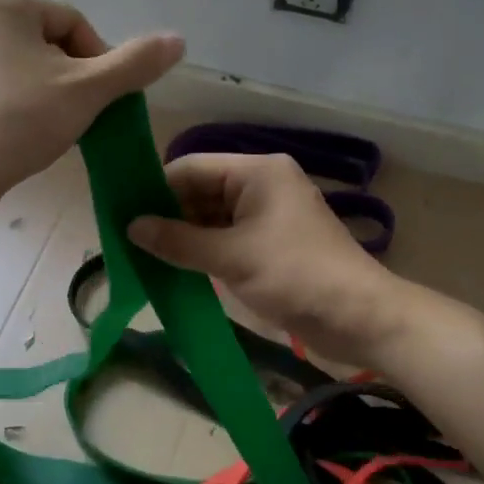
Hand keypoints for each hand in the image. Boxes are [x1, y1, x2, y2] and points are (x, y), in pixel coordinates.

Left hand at [0, 0, 183, 214]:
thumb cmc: (20, 122)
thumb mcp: (88, 90)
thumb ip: (135, 63)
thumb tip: (178, 40)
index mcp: (0, 2)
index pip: (73, 24)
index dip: (97, 63)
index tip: (99, 101)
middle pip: (45, 42)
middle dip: (69, 77)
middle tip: (76, 116)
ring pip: (19, 63)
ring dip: (43, 90)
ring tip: (47, 128)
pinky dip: (11, 101)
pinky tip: (16, 132)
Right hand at [128, 152, 404, 364]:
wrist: (360, 317)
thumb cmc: (296, 275)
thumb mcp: (231, 257)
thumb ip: (178, 241)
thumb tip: (131, 227)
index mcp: (257, 172)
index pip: (193, 167)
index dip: (157, 187)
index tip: (123, 211)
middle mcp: (262, 186)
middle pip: (202, 191)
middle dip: (168, 214)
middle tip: (128, 238)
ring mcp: (268, 216)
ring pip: (213, 218)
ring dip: (184, 236)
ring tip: (143, 255)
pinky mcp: (272, 245)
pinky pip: (228, 238)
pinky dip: (204, 251)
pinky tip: (175, 267)